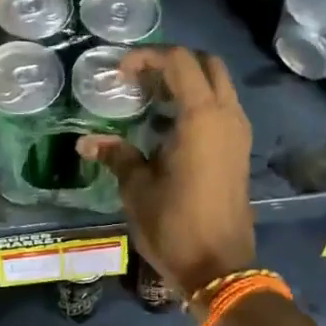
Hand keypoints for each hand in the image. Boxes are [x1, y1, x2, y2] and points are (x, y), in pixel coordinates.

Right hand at [77, 47, 255, 303]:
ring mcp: (238, 133)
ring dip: (187, 81)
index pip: (179, 61)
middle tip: (141, 77)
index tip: (120, 72)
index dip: (147, 57)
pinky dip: (198, 101)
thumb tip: (85, 141)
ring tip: (150, 97)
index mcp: (202, 117)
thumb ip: (116, 154)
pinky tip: (168, 123)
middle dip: (173, 61)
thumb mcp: (137, 187)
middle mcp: (227, 116)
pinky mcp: (239, 150)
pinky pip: (221, 108)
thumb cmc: (175, 224)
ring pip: (218, 85)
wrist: (220, 268)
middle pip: (207, 64)